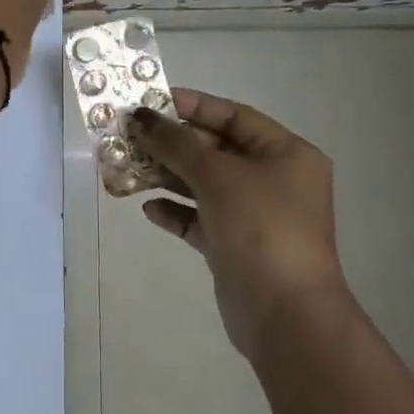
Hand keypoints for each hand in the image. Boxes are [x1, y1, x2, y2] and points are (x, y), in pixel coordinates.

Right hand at [131, 88, 347, 359]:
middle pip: (215, 150)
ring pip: (203, 185)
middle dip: (172, 143)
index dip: (192, 106)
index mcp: (286, 154)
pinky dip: (175, 212)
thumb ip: (176, 143)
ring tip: (127, 170)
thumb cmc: (260, 228)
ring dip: (166, 176)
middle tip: (129, 136)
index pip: (234, 116)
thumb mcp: (217, 175)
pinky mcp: (235, 246)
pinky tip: (148, 209)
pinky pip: (199, 219)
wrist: (283, 312)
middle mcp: (273, 181)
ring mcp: (254, 216)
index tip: (150, 101)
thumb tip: (140, 118)